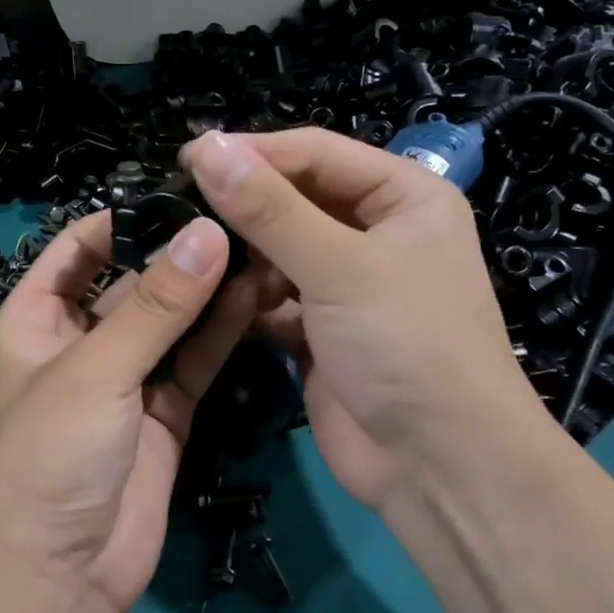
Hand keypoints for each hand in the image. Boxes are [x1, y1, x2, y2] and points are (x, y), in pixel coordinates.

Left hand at [0, 211, 262, 612]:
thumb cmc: (52, 454)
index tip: (182, 193)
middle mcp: (79, 341)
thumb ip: (157, 304)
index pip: (77, 249)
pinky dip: (220, 332)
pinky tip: (256, 296)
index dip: (122, 219)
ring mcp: (124, 378)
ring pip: (170, 321)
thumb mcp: (97, 369)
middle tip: (240, 216)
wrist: (62, 572)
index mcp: (35, 319)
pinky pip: (192, 361)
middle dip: (178, 253)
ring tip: (259, 246)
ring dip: (207, 291)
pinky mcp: (163, 412)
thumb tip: (208, 232)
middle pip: (132, 282)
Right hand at [181, 128, 550, 510]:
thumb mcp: (339, 266)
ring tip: (191, 253)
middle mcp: (377, 233)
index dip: (254, 152)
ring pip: (279, 249)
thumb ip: (269, 208)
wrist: (436, 465)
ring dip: (242, 253)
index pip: (317, 153)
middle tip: (176, 205)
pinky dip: (246, 296)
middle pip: (295, 199)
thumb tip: (206, 147)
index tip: (186, 159)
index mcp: (404, 198)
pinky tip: (213, 297)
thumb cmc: (406, 344)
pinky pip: (273, 297)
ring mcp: (347, 284)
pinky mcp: (319, 330)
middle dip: (243, 204)